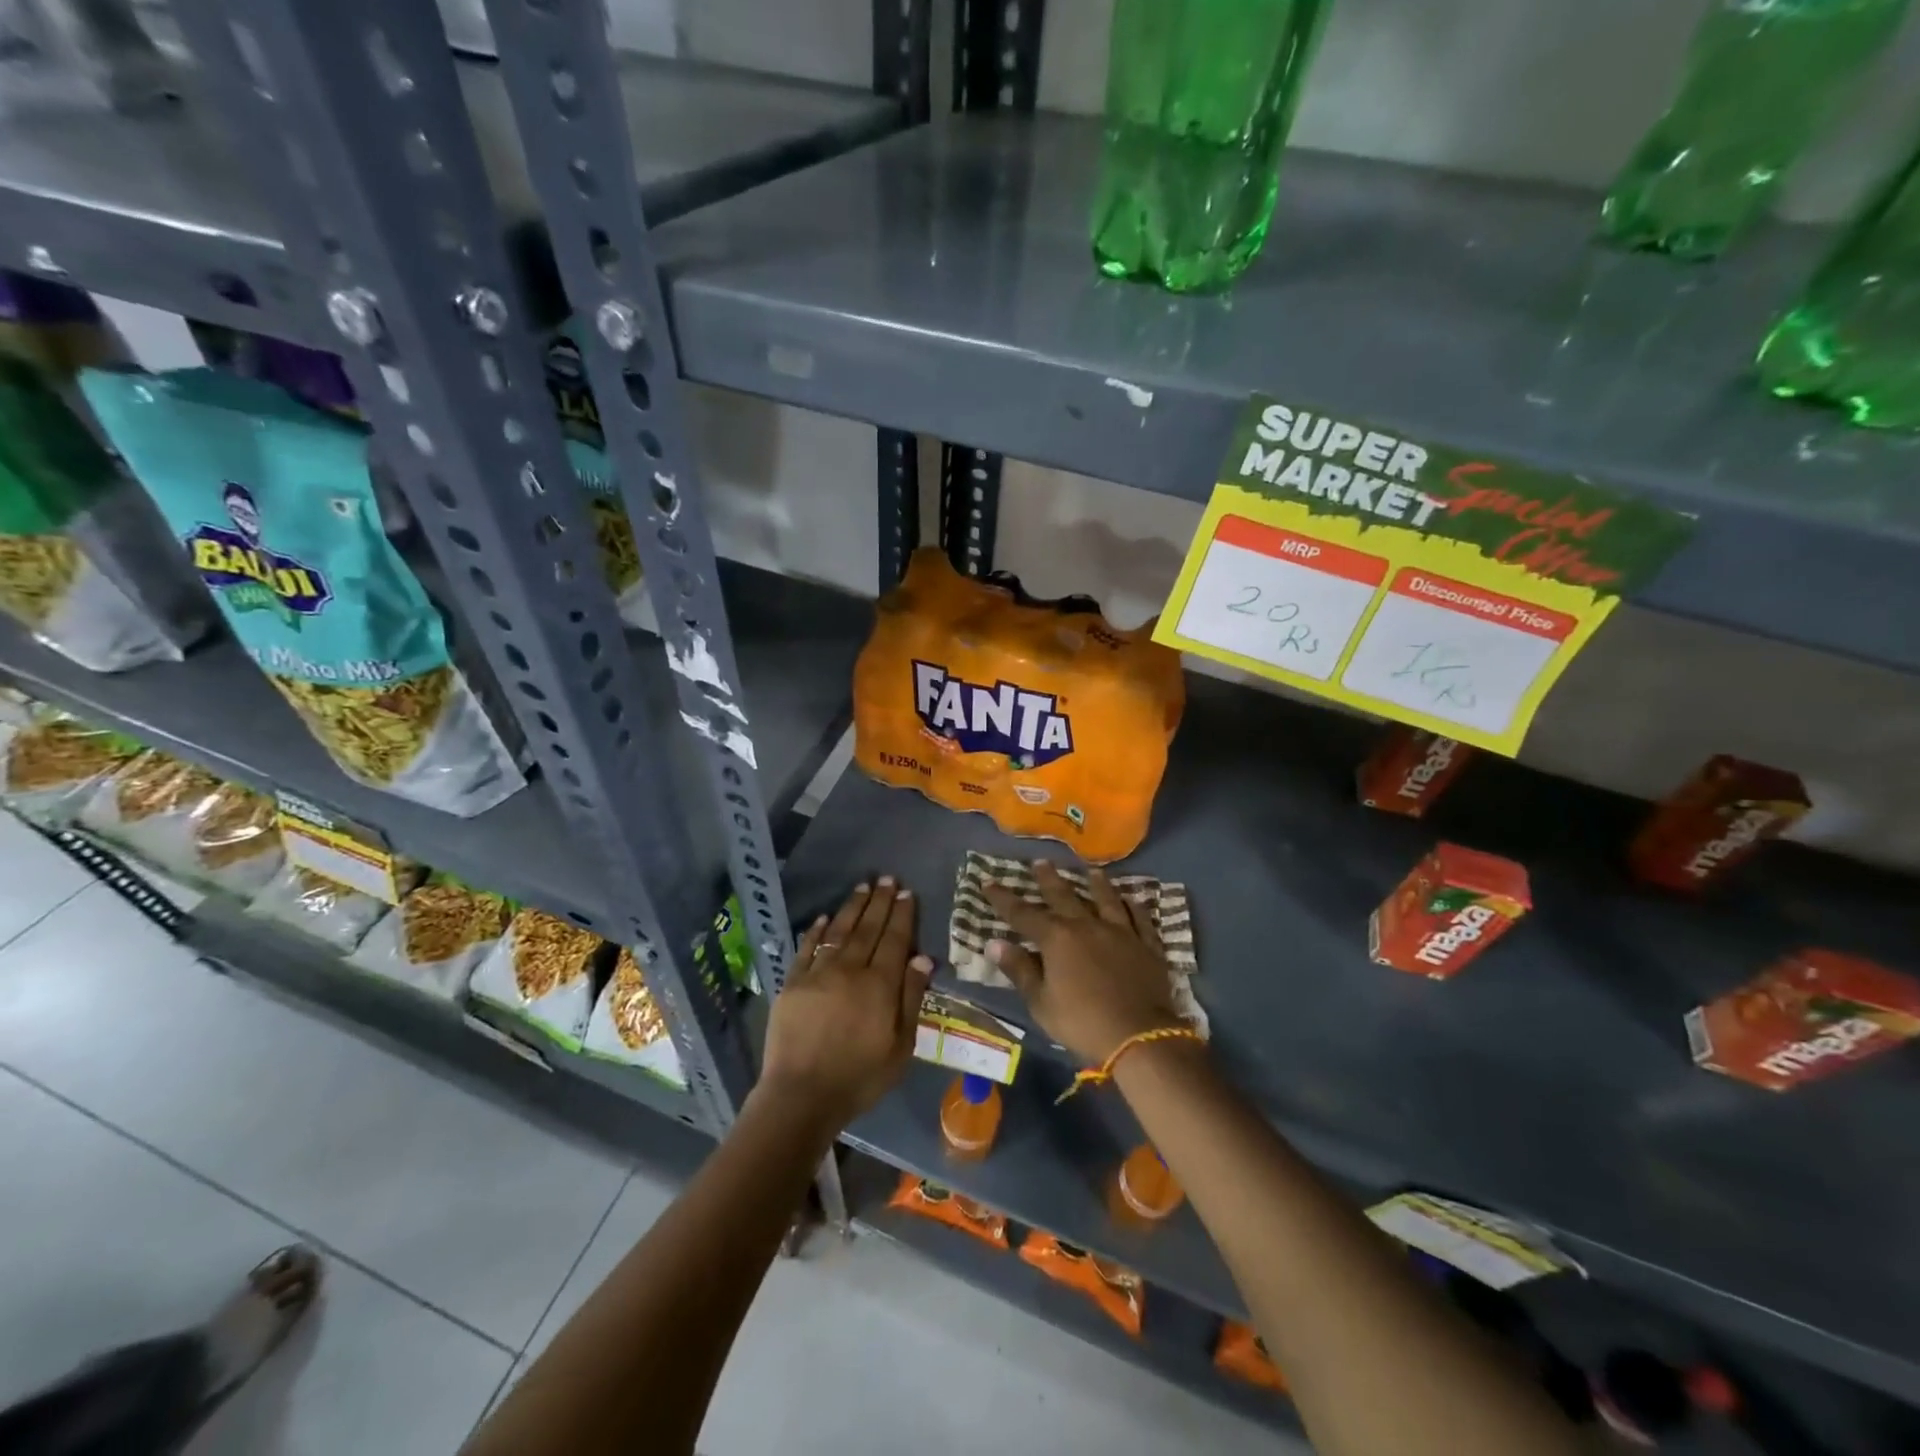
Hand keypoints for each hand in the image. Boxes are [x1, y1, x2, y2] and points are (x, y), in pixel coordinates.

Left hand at [760, 878, 932, 1128]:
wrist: (801, 1095)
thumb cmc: (859, 1077)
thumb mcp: (900, 1047)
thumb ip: (911, 1000)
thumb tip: (922, 959)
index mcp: (880, 985)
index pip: (894, 940)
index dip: (902, 915)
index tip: (906, 893)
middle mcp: (850, 970)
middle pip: (868, 928)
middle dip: (880, 902)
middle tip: (887, 879)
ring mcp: (818, 973)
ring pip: (839, 931)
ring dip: (852, 907)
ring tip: (863, 886)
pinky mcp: (792, 983)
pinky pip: (806, 948)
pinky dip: (816, 930)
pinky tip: (824, 917)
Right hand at [983, 862, 1183, 1063]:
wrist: (1139, 1036)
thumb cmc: (1082, 1022)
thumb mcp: (1041, 1003)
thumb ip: (1020, 970)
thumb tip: (994, 943)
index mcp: (1057, 939)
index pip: (1023, 914)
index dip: (1004, 899)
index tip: (988, 882)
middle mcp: (1087, 926)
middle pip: (1065, 896)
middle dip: (1049, 879)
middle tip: (1041, 862)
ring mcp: (1121, 932)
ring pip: (1106, 899)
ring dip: (1097, 884)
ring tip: (1091, 870)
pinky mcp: (1147, 945)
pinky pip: (1140, 918)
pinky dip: (1134, 906)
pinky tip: (1132, 899)